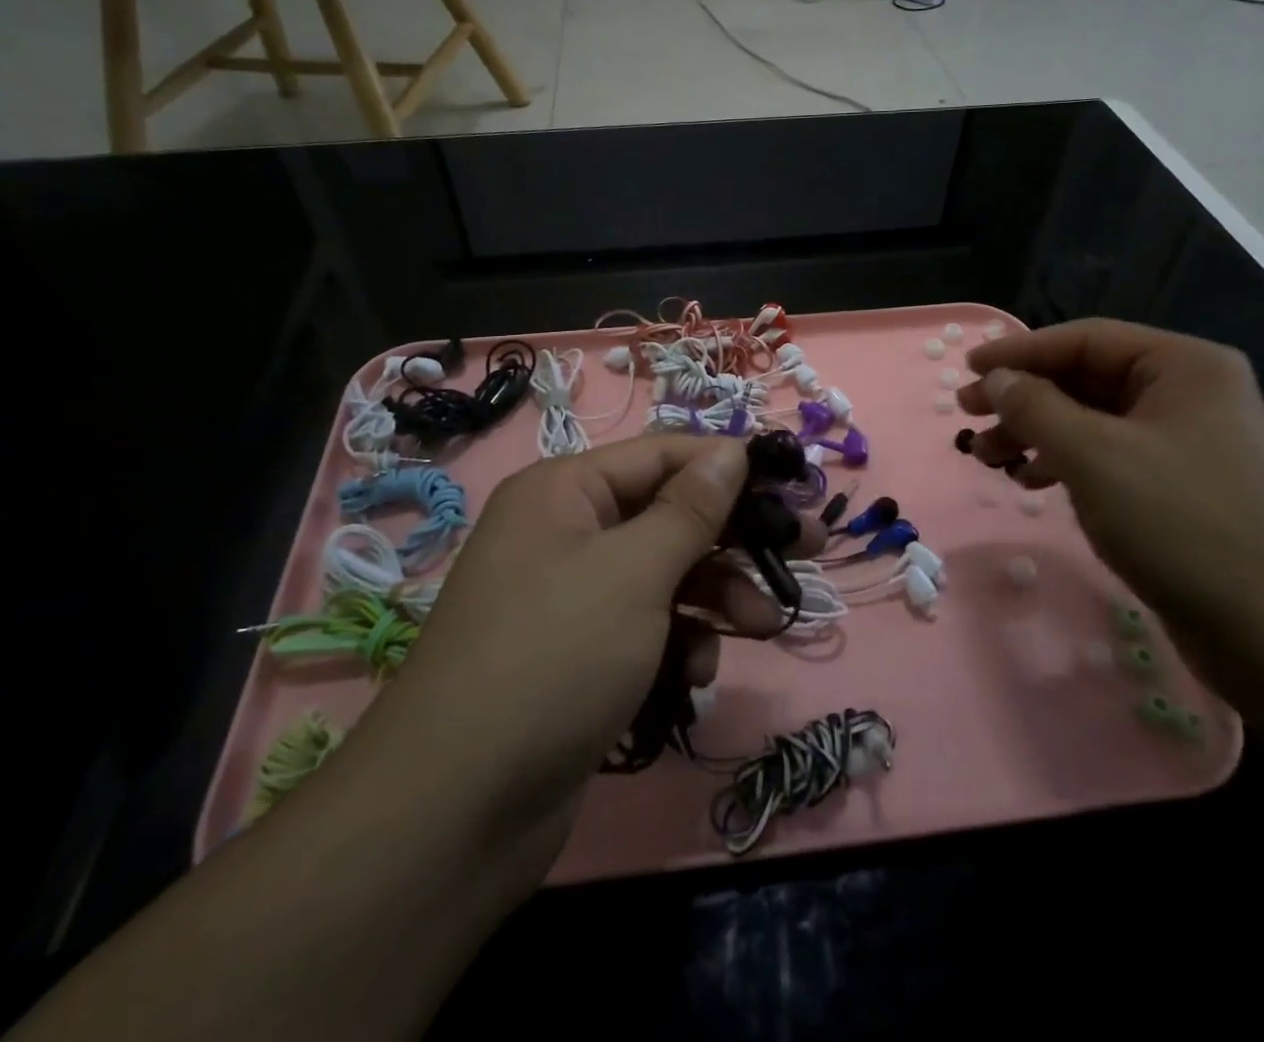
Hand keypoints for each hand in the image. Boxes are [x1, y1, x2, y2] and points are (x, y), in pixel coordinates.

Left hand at [378, 435, 806, 857]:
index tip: (793, 485)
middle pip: (669, 514)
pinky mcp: (580, 654)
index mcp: (565, 491)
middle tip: (808, 550)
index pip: (664, 454)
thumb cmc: (554, 658)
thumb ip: (690, 509)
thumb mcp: (633, 572)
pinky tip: (696, 674)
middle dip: (734, 537)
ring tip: (764, 624)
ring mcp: (570, 597)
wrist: (455, 812)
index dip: (729, 465)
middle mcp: (565, 532)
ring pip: (665, 574)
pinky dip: (679, 642)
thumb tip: (731, 451)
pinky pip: (646, 625)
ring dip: (717, 596)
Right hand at [959, 319, 1263, 660]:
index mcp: (1183, 366)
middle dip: (1023, 398)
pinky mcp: (1178, 485)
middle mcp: (1188, 393)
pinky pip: (1107, 454)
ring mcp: (1186, 441)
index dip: (1019, 351)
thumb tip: (994, 379)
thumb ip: (1034, 407)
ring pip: (1091, 419)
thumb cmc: (1178, 522)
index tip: (967, 369)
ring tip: (987, 457)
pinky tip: (1029, 482)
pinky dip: (1064, 462)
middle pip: (1085, 378)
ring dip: (1035, 433)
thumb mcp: (1092, 454)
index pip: (1085, 340)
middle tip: (967, 414)